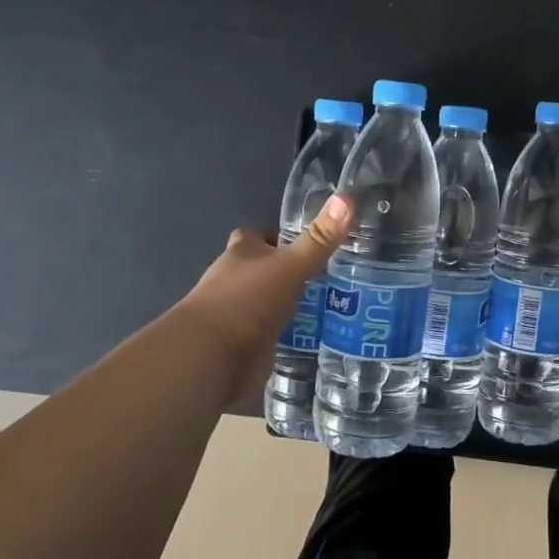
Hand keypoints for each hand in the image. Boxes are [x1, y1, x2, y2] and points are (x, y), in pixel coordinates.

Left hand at [175, 194, 353, 402]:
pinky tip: (317, 335)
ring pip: (269, 301)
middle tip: (330, 273)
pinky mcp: (245, 345)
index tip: (306, 240)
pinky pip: (272, 333)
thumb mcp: (289, 267)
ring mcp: (239, 314)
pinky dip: (289, 333)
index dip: (276, 235)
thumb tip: (347, 198)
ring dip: (291, 303)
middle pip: (263, 268)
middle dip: (289, 271)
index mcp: (241, 254)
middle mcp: (235, 280)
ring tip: (333, 303)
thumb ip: (318, 240)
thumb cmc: (245, 302)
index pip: (256, 235)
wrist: (211, 359)